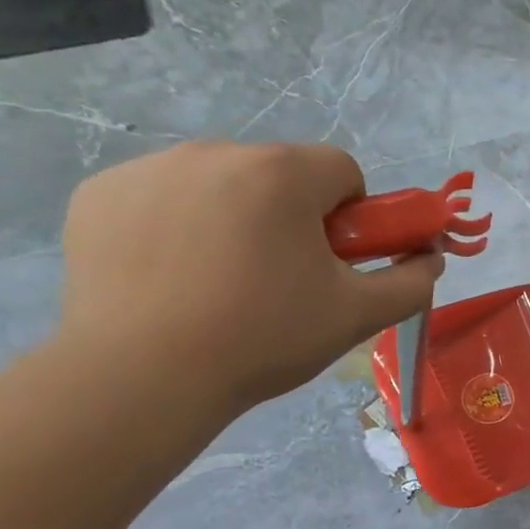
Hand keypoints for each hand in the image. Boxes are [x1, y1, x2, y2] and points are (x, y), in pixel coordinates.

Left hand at [58, 141, 441, 412]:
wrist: (142, 376)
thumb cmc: (265, 337)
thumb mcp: (358, 315)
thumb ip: (411, 281)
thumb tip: (431, 259)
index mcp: (282, 174)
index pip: (342, 170)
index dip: (353, 217)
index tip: (335, 261)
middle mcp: (214, 152)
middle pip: (280, 175)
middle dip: (292, 217)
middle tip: (284, 280)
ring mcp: (148, 169)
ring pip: (220, 184)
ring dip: (236, 218)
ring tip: (222, 284)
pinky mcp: (98, 195)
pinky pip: (162, 198)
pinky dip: (176, 227)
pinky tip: (171, 278)